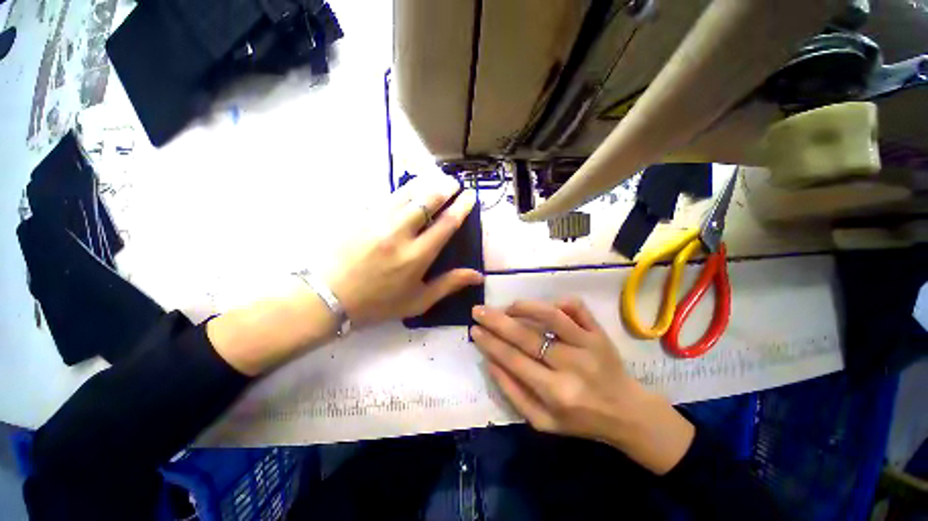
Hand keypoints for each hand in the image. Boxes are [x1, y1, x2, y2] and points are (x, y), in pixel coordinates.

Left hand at [326, 176, 483, 325]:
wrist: (329, 297)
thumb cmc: (378, 303)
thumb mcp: (418, 301)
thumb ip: (449, 284)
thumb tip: (478, 276)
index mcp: (417, 256)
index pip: (445, 224)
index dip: (461, 207)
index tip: (470, 196)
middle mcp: (399, 233)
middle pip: (426, 201)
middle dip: (444, 188)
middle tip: (454, 182)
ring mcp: (377, 221)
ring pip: (406, 193)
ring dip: (424, 184)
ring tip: (436, 179)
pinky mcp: (360, 216)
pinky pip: (385, 197)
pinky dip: (402, 190)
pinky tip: (407, 189)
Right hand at [471, 299, 694, 474]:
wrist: (627, 413)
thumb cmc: (580, 420)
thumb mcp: (542, 421)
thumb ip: (513, 393)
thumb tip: (490, 361)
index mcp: (556, 393)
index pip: (514, 360)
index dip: (490, 343)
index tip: (474, 330)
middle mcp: (572, 366)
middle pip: (527, 336)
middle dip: (497, 321)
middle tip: (478, 310)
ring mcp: (589, 345)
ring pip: (552, 315)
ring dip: (524, 307)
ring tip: (507, 307)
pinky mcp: (600, 332)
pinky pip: (577, 307)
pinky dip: (557, 302)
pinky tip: (543, 308)